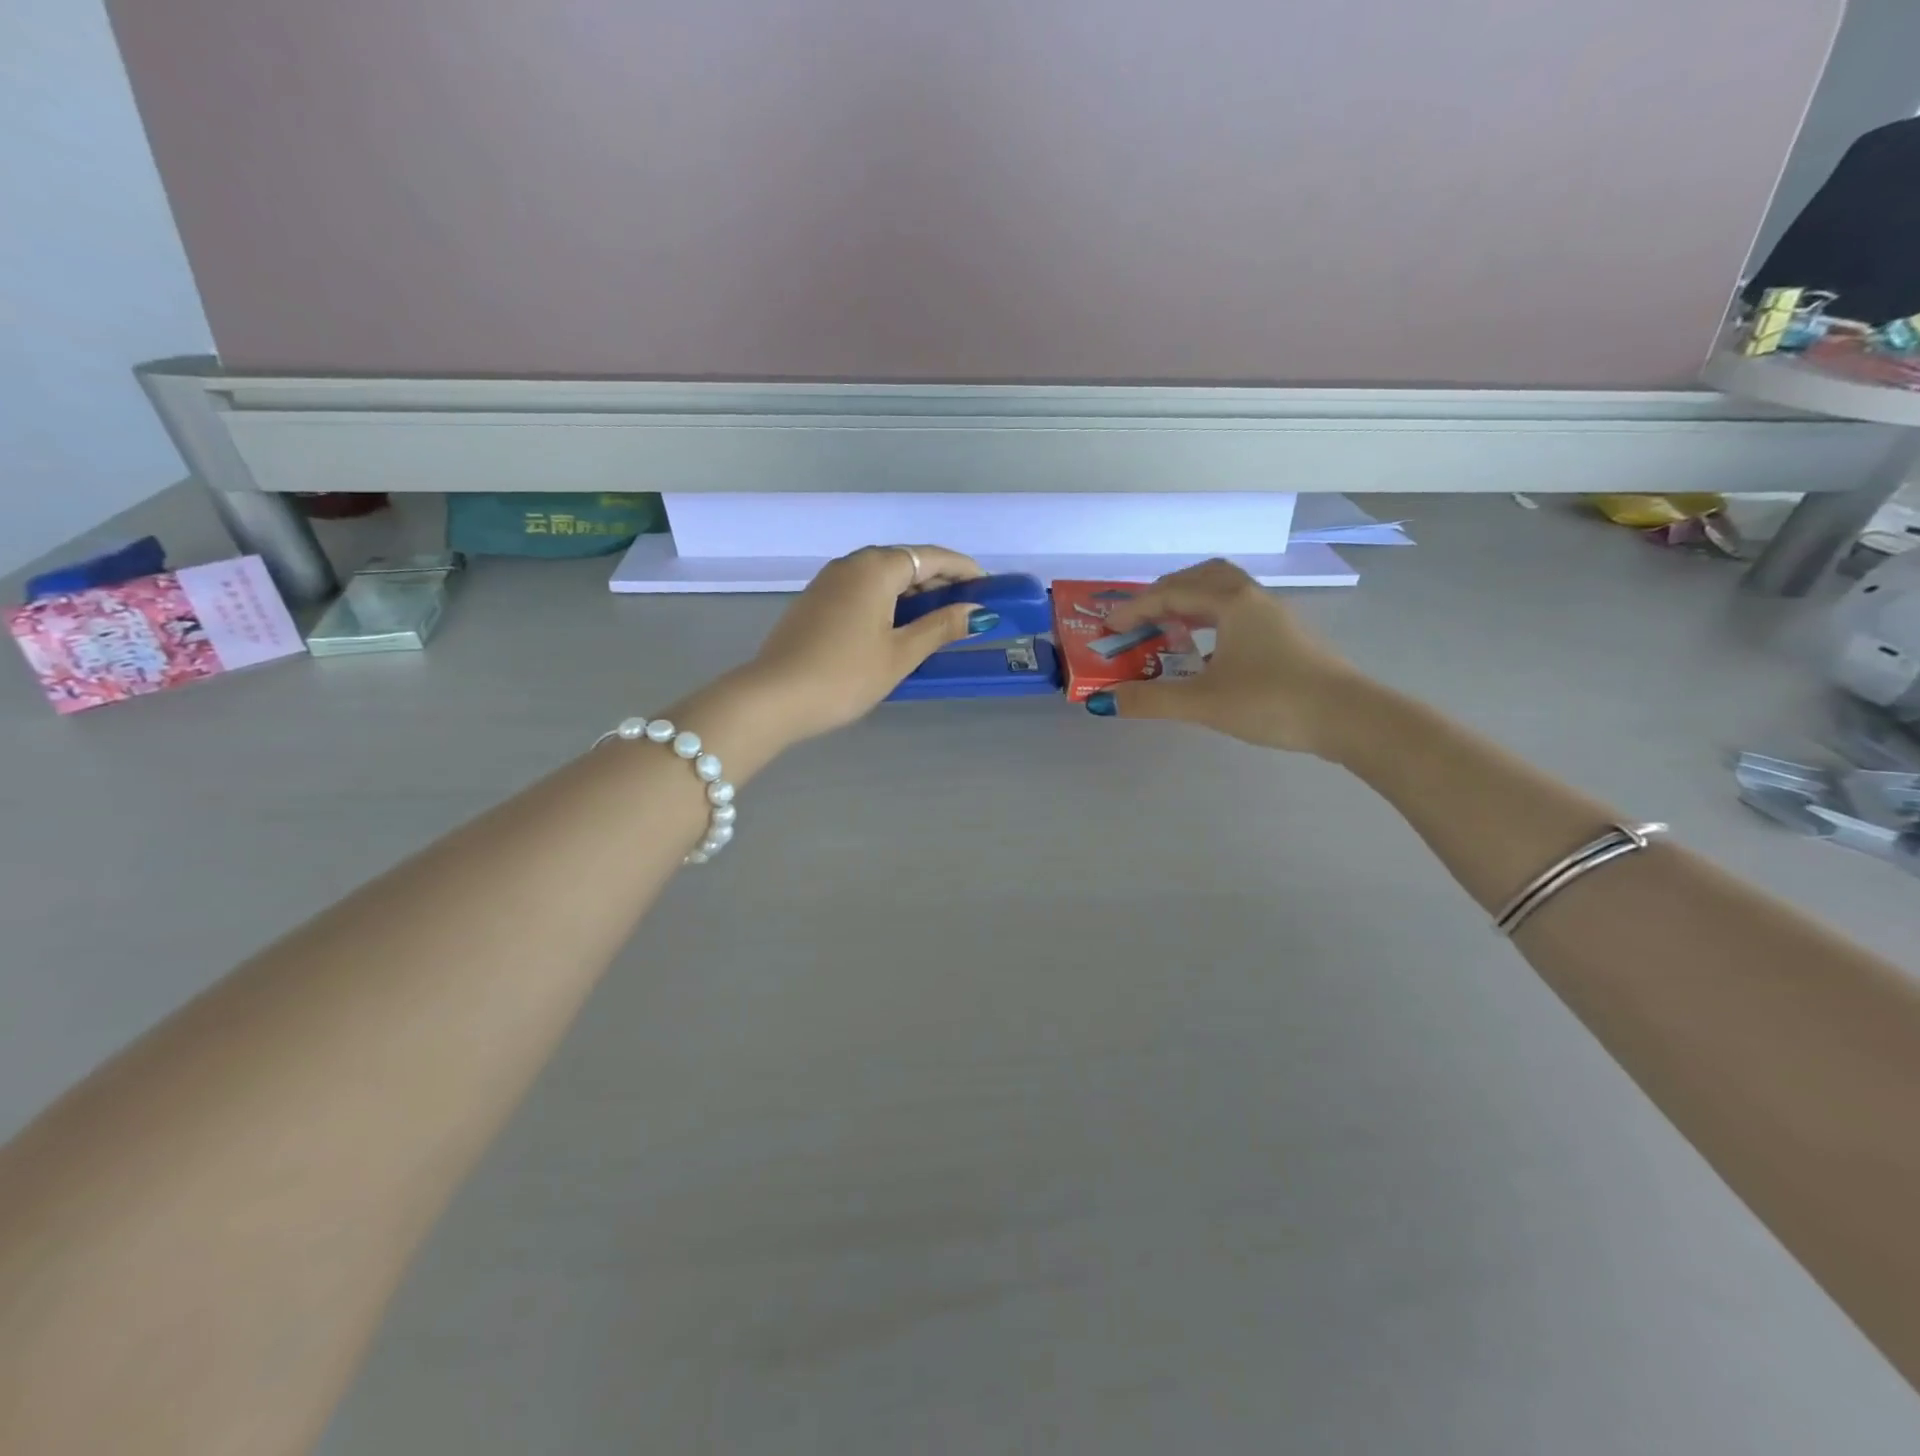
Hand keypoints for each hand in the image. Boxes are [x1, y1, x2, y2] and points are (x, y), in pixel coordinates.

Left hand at [745, 545, 994, 739]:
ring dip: (913, 592)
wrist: (774, 698)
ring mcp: (829, 582)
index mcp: (876, 568)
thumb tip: (979, 612)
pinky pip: (863, 590)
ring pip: (882, 576)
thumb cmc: (845, 675)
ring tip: (938, 620)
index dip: (964, 569)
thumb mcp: (901, 654)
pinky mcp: (815, 602)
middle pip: (906, 562)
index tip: (989, 587)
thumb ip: (941, 627)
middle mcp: (851, 564)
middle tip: (967, 607)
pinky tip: (898, 627)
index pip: (932, 556)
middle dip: (940, 581)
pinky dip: (888, 601)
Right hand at [1085, 558, 1362, 754]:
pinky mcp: (1287, 637)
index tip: (1108, 628)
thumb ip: (1151, 700)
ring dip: (1191, 603)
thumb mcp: (1203, 703)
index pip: (1171, 593)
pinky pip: (1239, 613)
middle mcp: (1253, 599)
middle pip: (1202, 576)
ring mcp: (1274, 616)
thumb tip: (1104, 701)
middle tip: (1140, 616)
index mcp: (1231, 602)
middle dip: (1165, 592)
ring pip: (1225, 593)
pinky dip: (1212, 620)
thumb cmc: (1272, 701)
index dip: (1134, 609)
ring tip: (1168, 629)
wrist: (1349, 718)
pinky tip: (1206, 653)